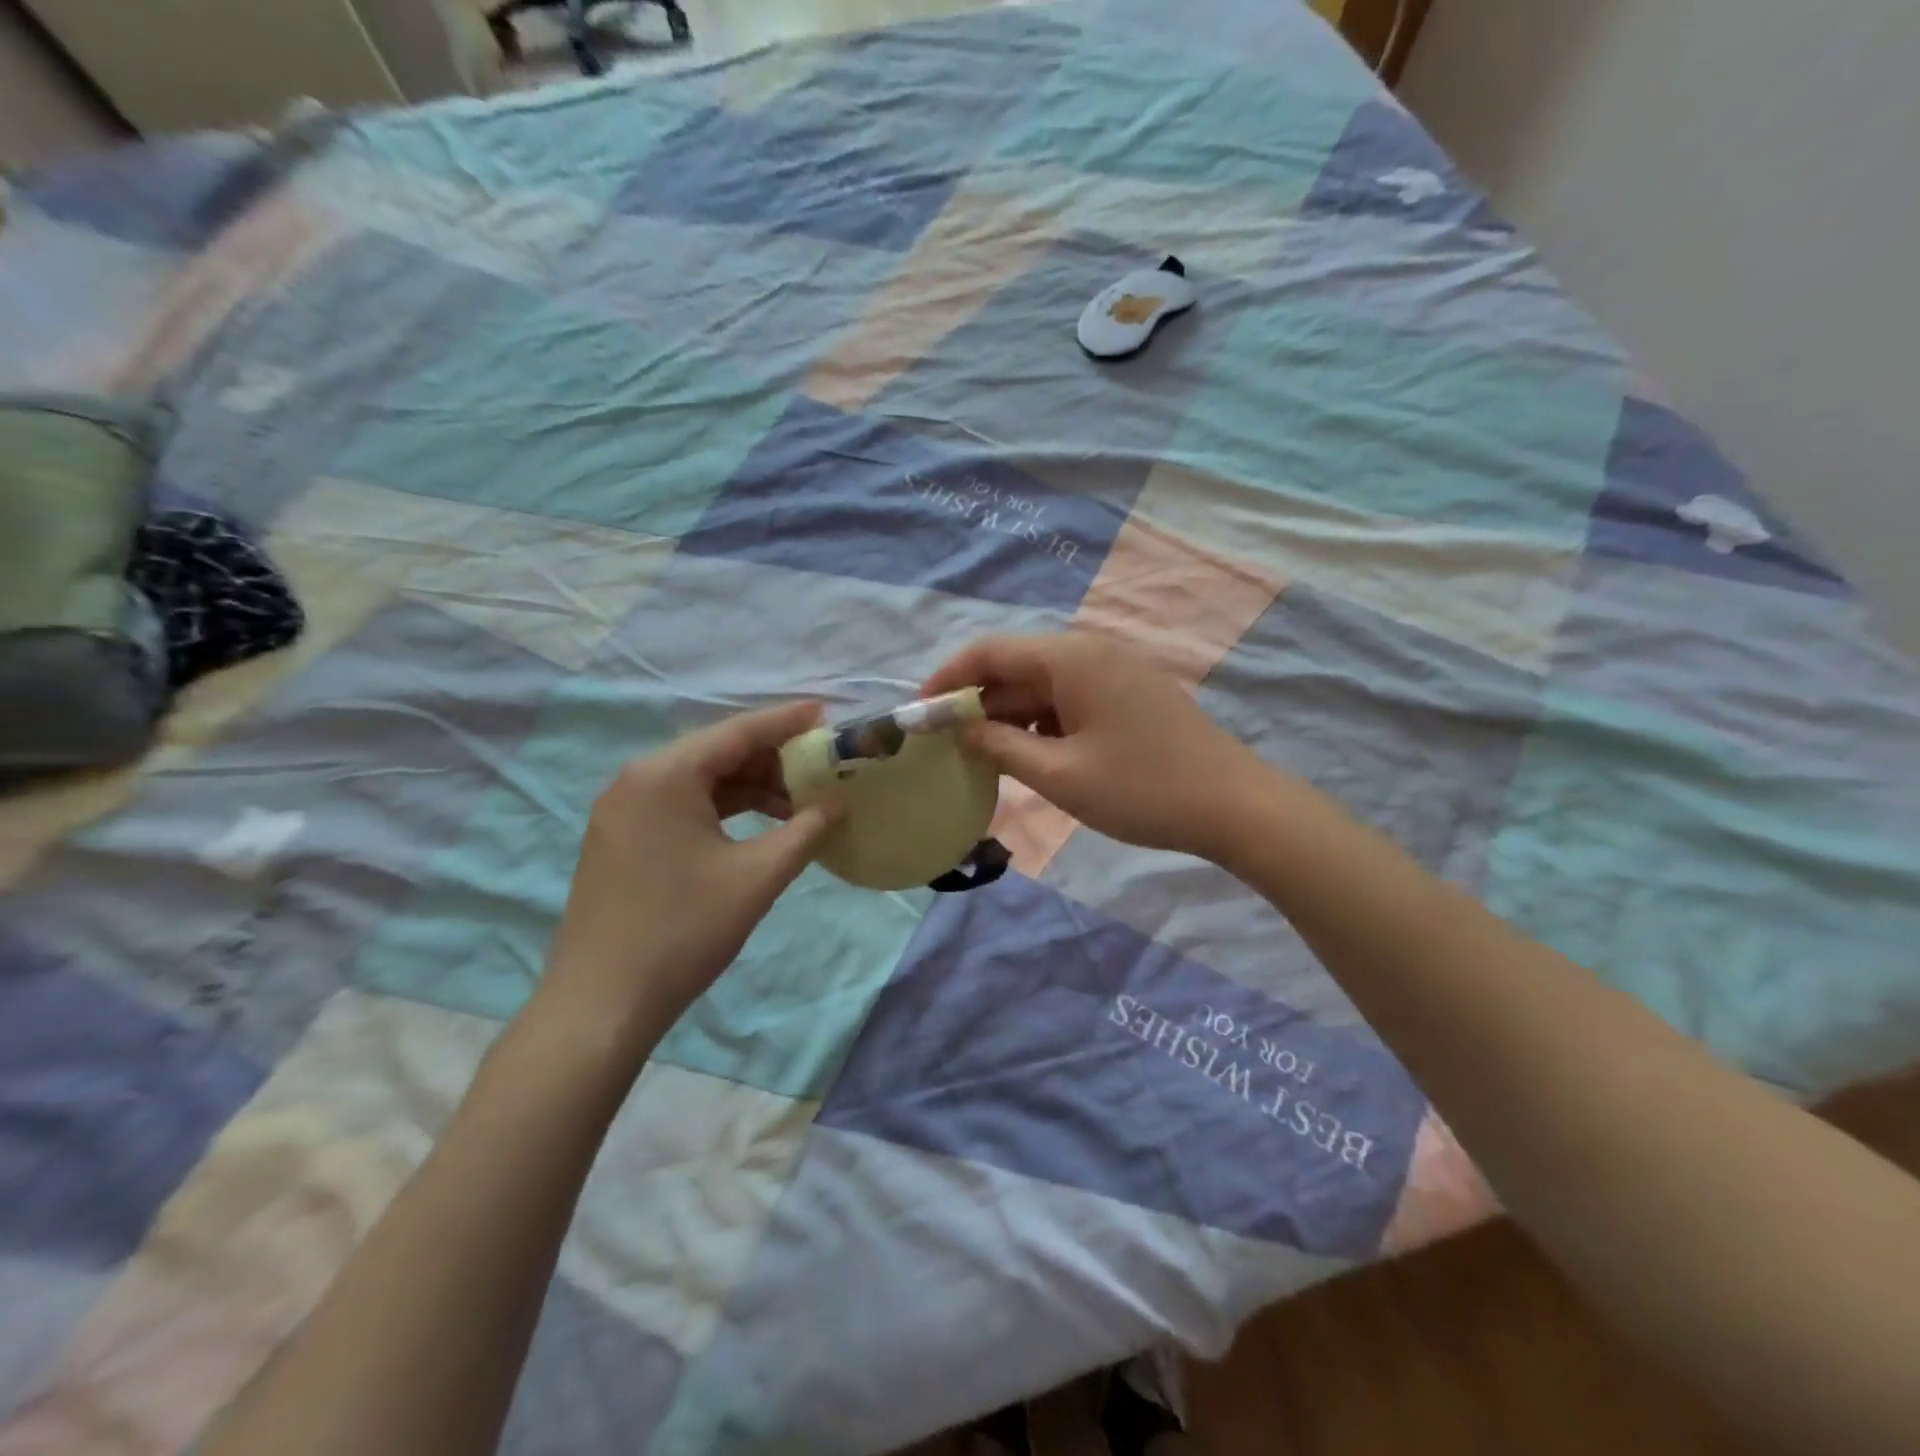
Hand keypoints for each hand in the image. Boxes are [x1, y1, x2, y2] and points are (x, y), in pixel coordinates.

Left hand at [536, 703, 838, 1054]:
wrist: (602, 1004)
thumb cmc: (684, 931)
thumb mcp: (757, 877)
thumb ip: (805, 831)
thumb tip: (837, 805)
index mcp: (665, 775)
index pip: (738, 732)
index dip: (785, 721)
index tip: (824, 713)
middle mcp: (637, 779)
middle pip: (716, 752)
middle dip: (770, 759)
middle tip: (818, 769)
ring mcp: (622, 809)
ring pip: (698, 780)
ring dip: (748, 787)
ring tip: (796, 804)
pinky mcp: (619, 838)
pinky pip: (679, 804)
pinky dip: (720, 809)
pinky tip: (755, 826)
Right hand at [921, 633, 1268, 860]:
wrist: (1235, 806)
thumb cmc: (1142, 789)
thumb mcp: (1060, 774)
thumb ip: (1000, 747)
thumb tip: (960, 729)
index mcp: (1071, 658)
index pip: (990, 651)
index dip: (948, 679)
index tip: (919, 714)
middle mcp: (1091, 652)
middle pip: (1016, 668)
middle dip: (978, 704)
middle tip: (946, 746)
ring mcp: (1114, 673)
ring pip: (1043, 687)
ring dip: (1010, 718)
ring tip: (983, 758)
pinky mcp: (1129, 696)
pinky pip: (1070, 700)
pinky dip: (1043, 725)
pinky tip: (1031, 757)